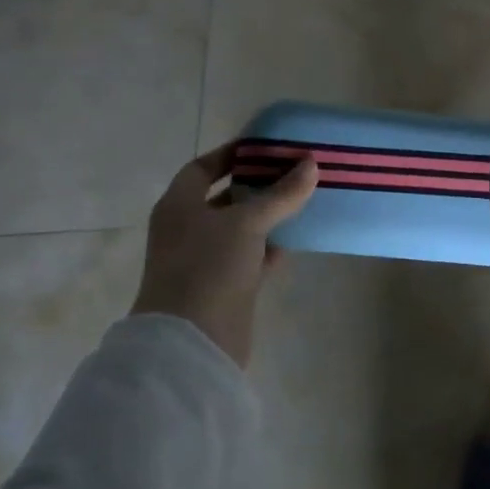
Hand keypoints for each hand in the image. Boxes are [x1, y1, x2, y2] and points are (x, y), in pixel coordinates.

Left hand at [131, 145, 318, 368]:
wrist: (192, 342)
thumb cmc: (208, 267)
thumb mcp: (247, 222)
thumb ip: (280, 194)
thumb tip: (310, 164)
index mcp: (179, 206)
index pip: (202, 168)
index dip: (231, 154)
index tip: (265, 147)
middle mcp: (187, 229)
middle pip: (224, 197)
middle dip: (257, 184)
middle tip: (294, 171)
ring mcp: (204, 260)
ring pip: (240, 228)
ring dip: (268, 216)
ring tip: (303, 199)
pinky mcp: (224, 286)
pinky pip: (250, 256)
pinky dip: (270, 247)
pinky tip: (296, 238)